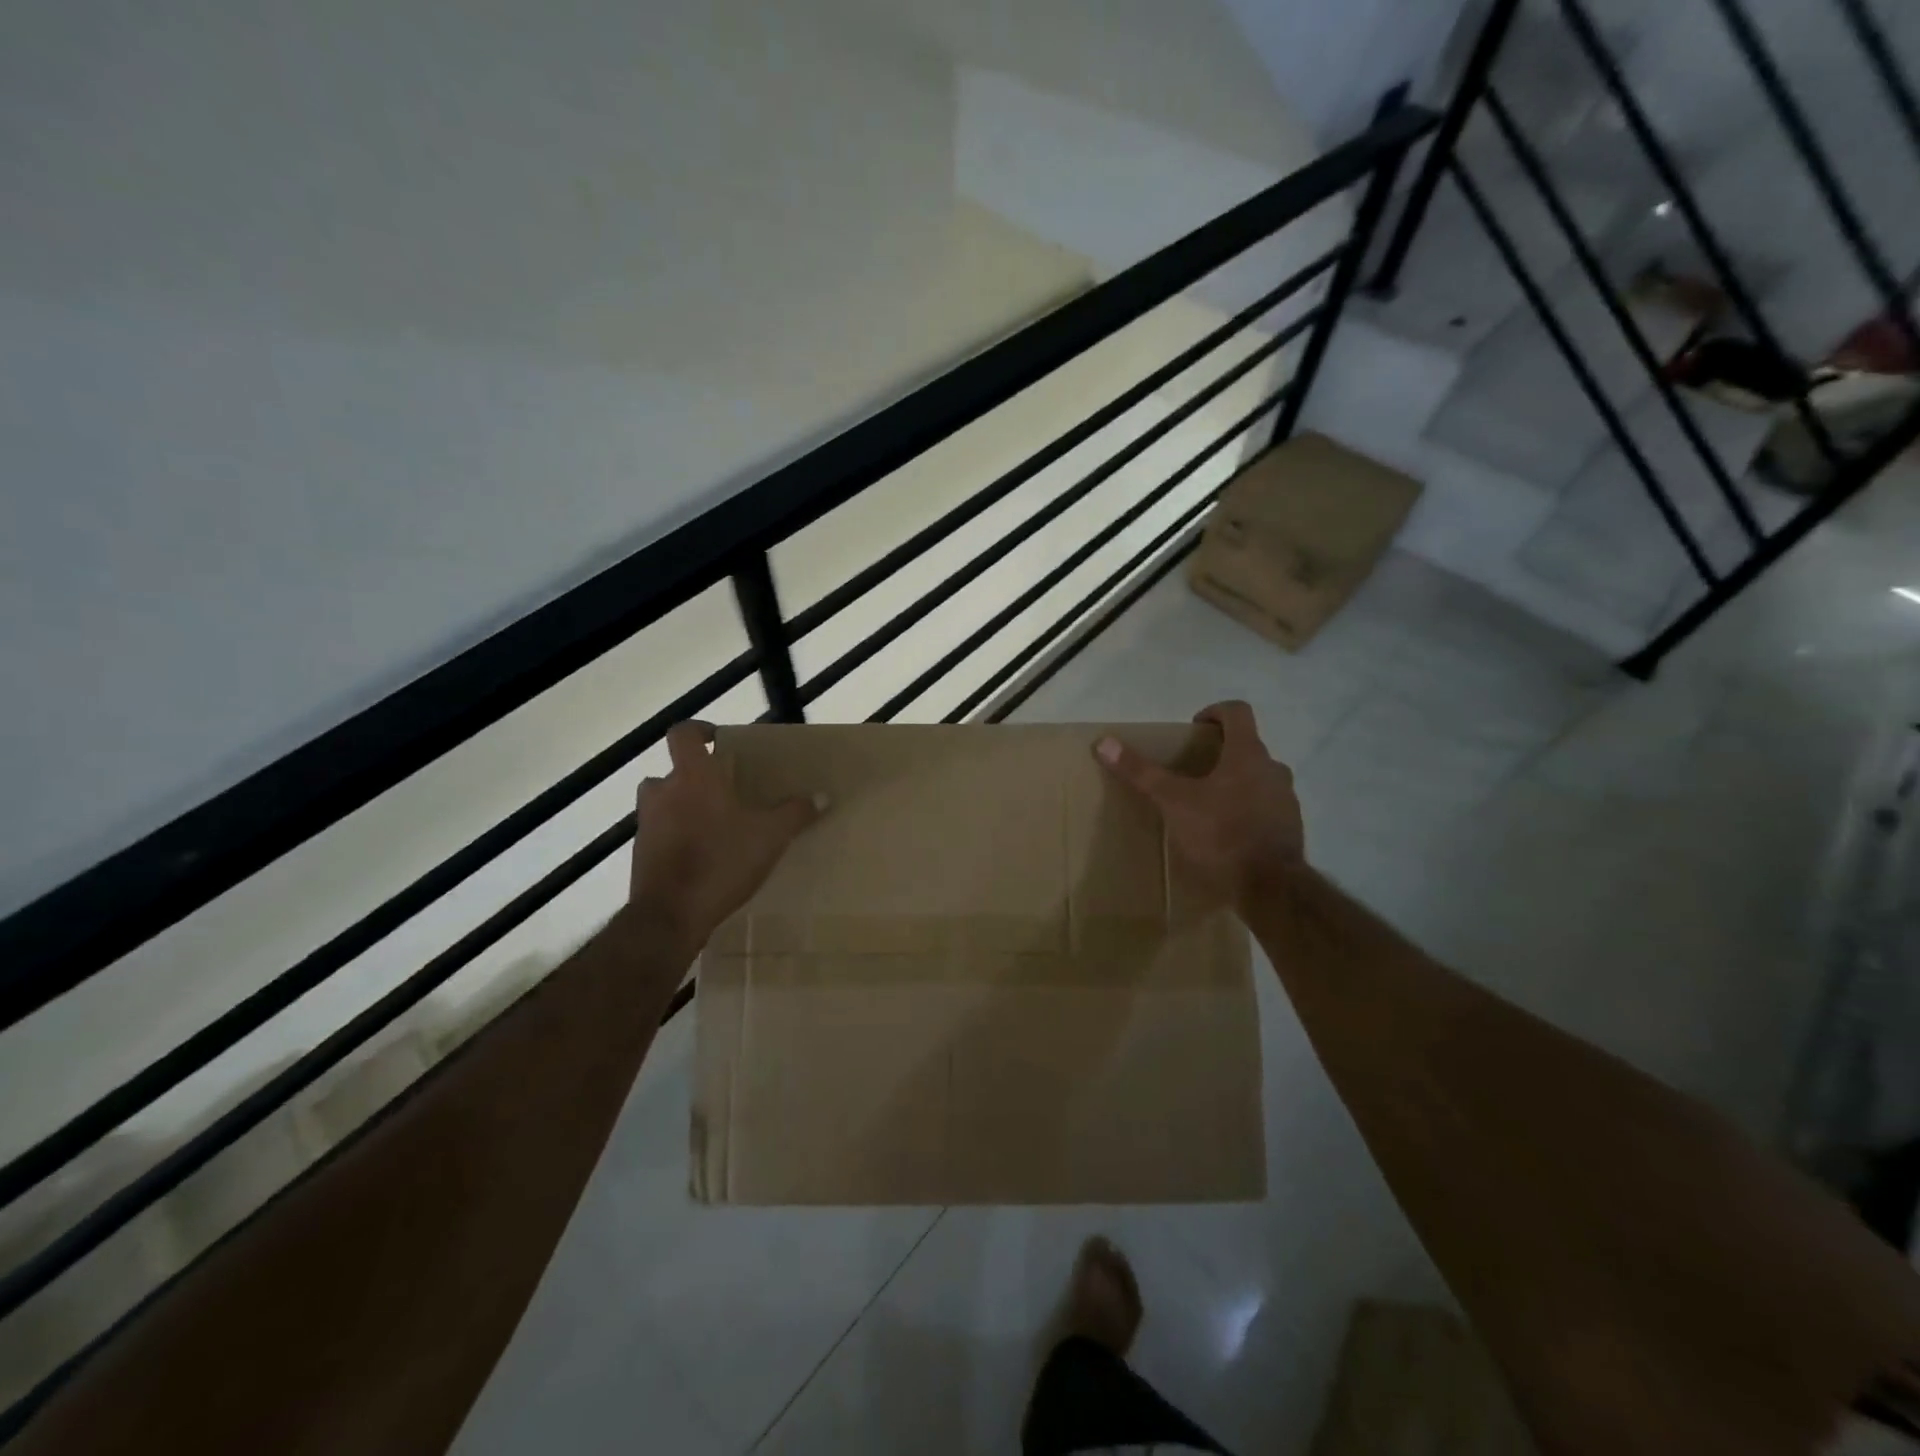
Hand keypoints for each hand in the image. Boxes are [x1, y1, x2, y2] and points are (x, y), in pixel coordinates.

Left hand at [630, 722, 822, 951]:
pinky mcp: (641, 855)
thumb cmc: (721, 862)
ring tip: (712, 824)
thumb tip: (822, 796)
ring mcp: (647, 825)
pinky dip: (676, 838)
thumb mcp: (770, 836)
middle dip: (695, 777)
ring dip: (681, 806)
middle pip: (672, 771)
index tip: (717, 739)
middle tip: (723, 791)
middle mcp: (663, 793)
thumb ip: (795, 813)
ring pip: (662, 803)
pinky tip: (702, 858)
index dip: (698, 730)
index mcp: (693, 777)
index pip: (682, 734)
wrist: (670, 916)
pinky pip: (659, 834)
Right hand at [1095, 700, 1304, 905]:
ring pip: (1258, 778)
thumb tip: (1104, 742)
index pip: (1238, 712)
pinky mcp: (1290, 828)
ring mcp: (1286, 800)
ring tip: (1206, 804)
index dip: (1215, 712)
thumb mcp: (1173, 802)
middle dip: (1220, 753)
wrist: (1270, 887)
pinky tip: (1225, 833)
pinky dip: (1247, 810)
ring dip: (1235, 782)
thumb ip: (1141, 772)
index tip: (1195, 728)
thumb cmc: (1221, 834)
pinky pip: (1266, 807)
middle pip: (1248, 746)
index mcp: (1248, 754)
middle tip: (1192, 770)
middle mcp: (1273, 769)